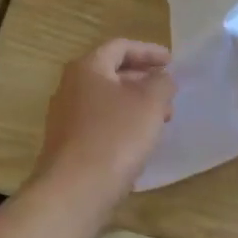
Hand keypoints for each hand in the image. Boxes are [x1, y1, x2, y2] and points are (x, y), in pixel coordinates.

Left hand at [32, 38, 175, 205]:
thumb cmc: (115, 137)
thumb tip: (161, 78)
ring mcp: (65, 117)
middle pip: (111, 72)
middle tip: (169, 91)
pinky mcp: (68, 144)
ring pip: (107, 100)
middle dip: (143, 79)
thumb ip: (162, 82)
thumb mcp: (150, 103)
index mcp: (87, 68)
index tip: (172, 62)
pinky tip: (139, 140)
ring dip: (135, 104)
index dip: (148, 51)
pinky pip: (100, 123)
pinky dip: (123, 123)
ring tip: (160, 118)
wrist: (75, 191)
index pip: (120, 47)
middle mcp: (70, 87)